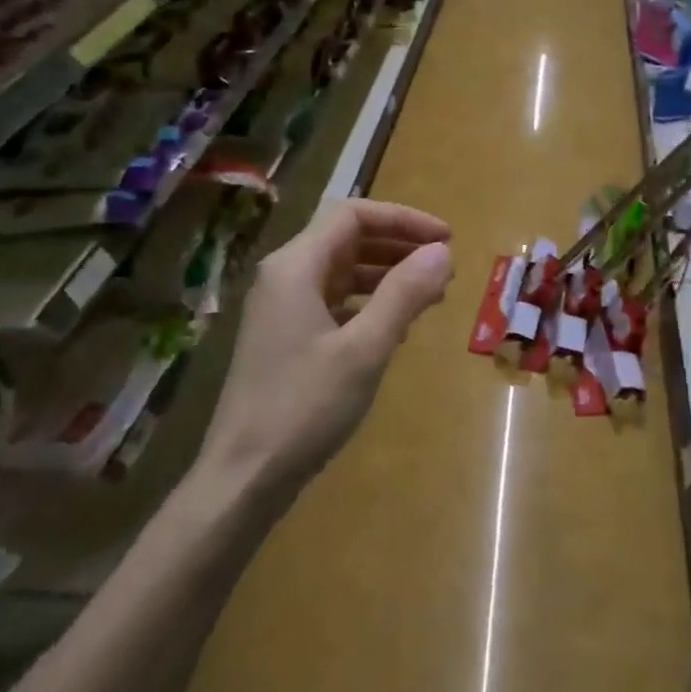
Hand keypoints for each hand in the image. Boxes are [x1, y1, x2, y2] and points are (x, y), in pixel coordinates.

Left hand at [198, 199, 451, 495]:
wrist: (244, 476)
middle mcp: (285, 277)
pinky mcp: (287, 338)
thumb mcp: (365, 348)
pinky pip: (335, 303)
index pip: (354, 215)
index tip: (446, 239)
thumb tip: (442, 252)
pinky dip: (369, 304)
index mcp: (296, 267)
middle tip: (444, 267)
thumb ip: (404, 294)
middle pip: (348, 239)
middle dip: (399, 246)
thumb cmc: (304, 406)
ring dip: (387, 275)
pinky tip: (398, 327)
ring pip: (342, 272)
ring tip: (431, 295)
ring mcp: (282, 309)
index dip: (404, 219)